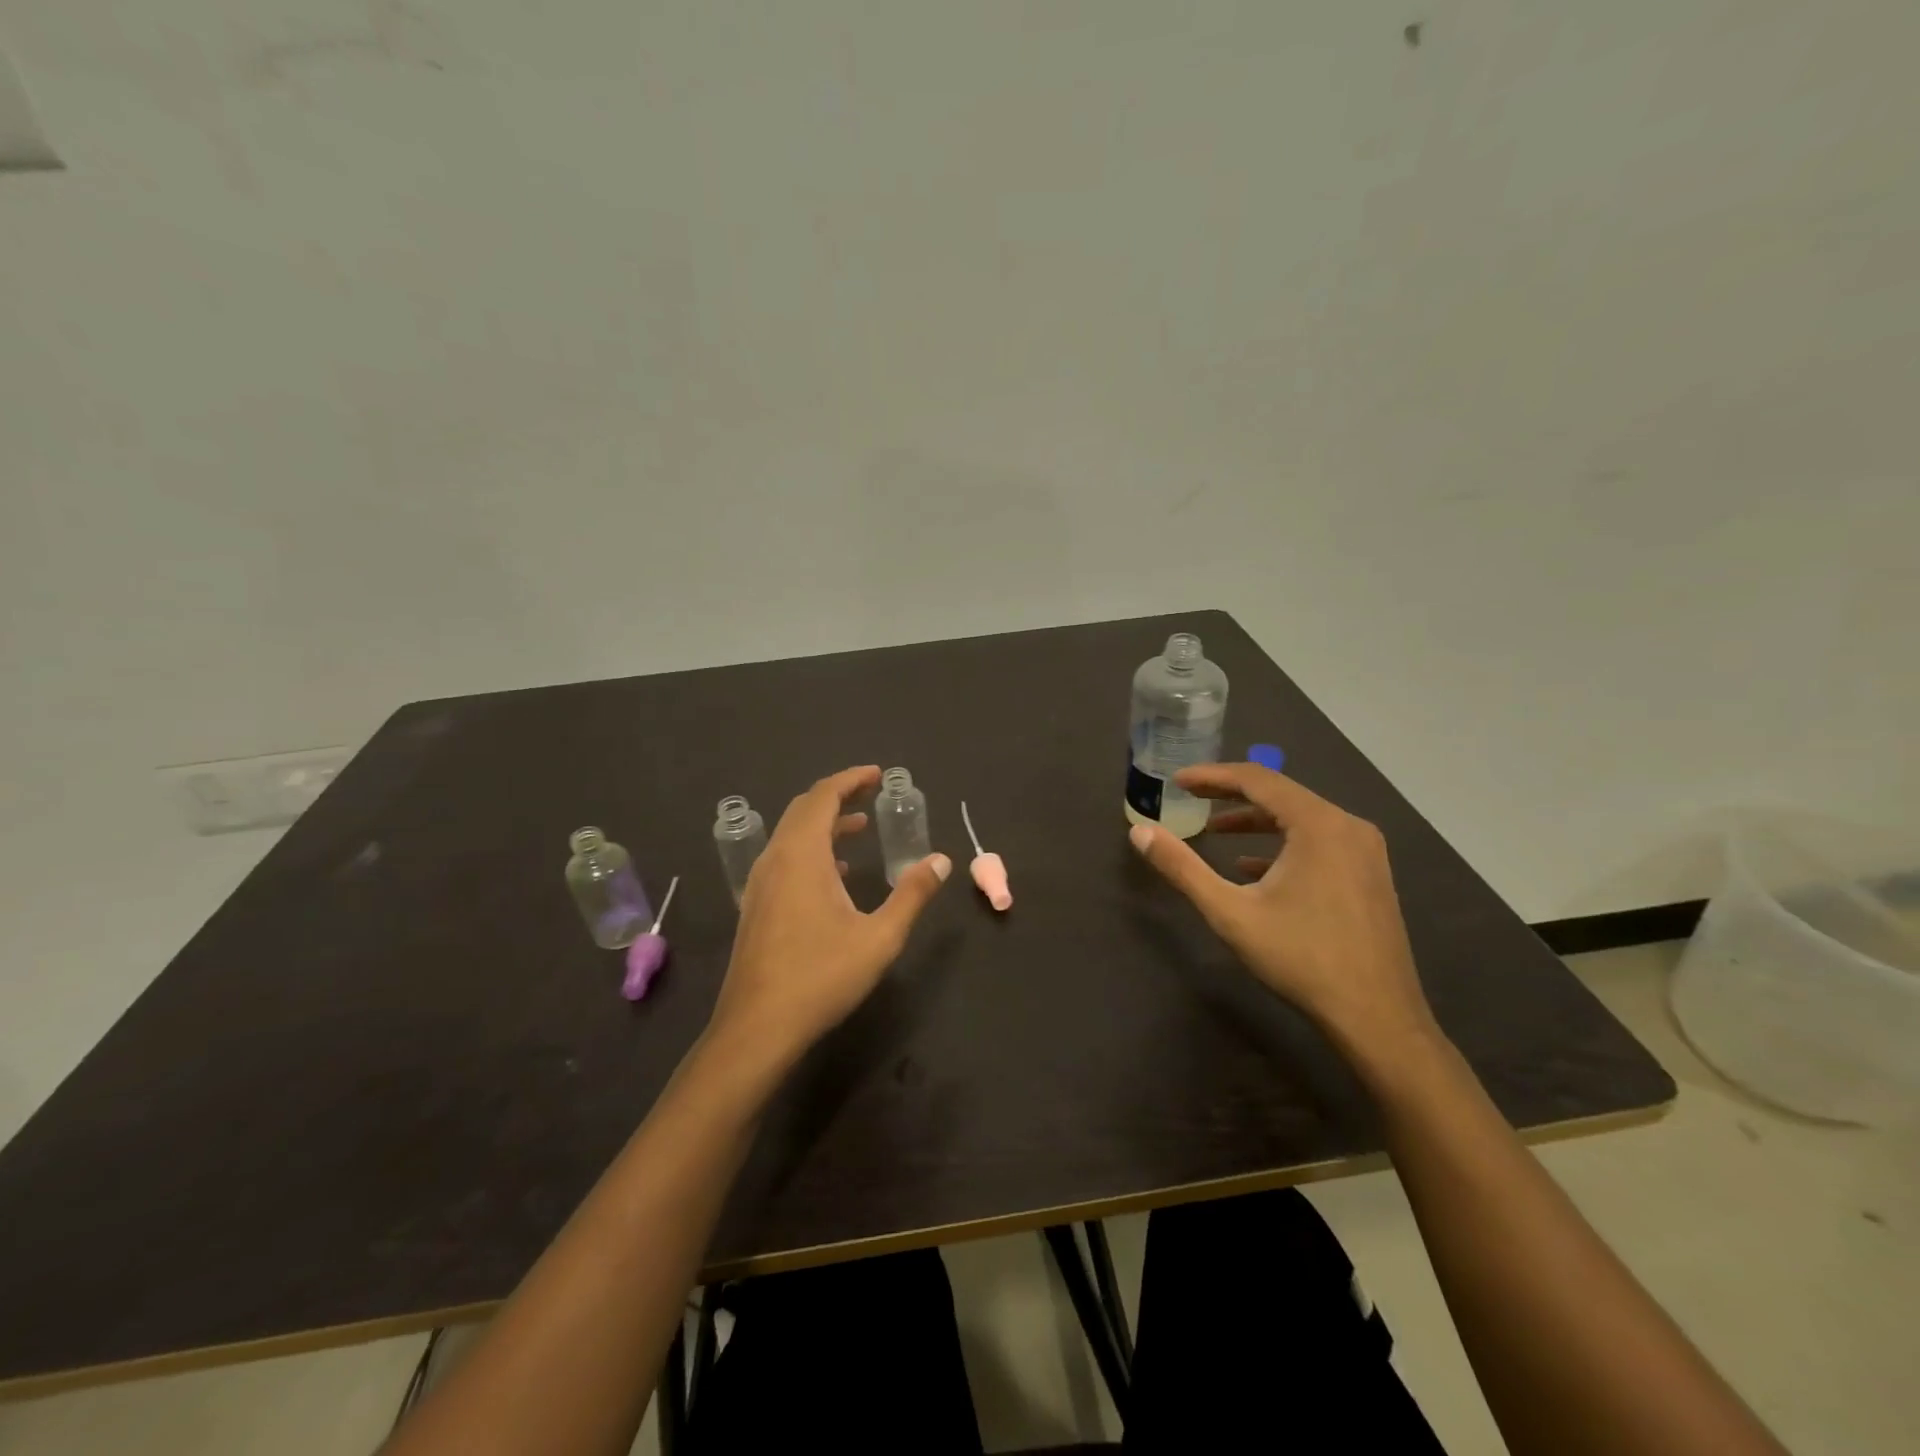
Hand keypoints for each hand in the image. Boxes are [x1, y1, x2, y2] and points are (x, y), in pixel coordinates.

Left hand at [707, 765, 950, 1068]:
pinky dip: (812, 849)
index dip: (850, 779)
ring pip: (791, 835)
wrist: (757, 1028)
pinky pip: (785, 858)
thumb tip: (941, 860)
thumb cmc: (821, 977)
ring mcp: (761, 884)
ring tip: (860, 827)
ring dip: (825, 823)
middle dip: (838, 795)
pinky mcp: (756, 907)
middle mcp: (775, 860)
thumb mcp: (879, 937)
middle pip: (803, 809)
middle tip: (872, 792)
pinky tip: (835, 874)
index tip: (878, 774)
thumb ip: (912, 895)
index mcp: (802, 855)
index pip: (823, 797)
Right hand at [1128, 762, 1437, 1057]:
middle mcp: (1347, 825)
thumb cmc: (1301, 958)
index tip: (1177, 781)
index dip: (1212, 776)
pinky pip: (1319, 841)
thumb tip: (1139, 832)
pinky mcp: (1370, 874)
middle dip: (1231, 794)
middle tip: (1190, 797)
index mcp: (1318, 824)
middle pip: (1281, 794)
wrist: (1377, 1018)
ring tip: (1215, 830)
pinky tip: (1254, 868)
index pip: (1257, 779)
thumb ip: (1182, 868)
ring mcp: (1365, 851)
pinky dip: (1282, 844)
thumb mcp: (1230, 912)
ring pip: (1301, 818)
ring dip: (1256, 820)